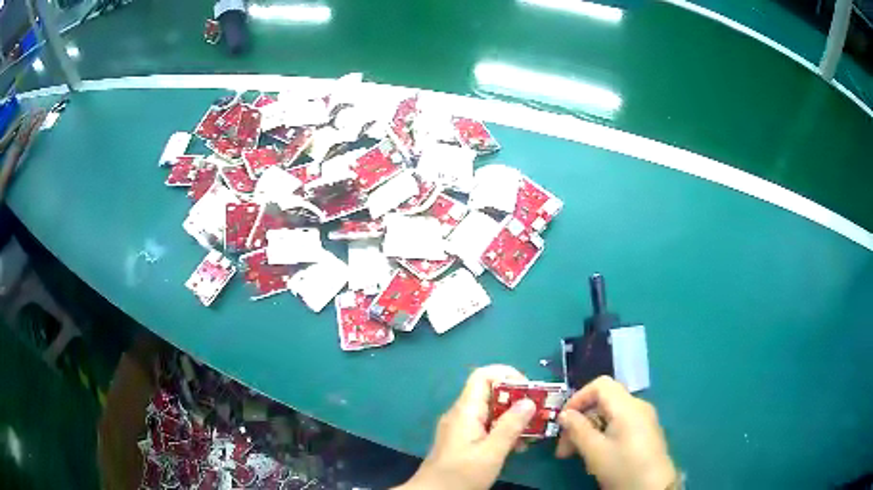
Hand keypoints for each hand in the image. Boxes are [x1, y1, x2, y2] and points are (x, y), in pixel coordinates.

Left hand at [396, 365, 535, 489]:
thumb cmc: (461, 475)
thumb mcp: (491, 453)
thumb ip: (510, 426)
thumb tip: (529, 401)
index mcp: (465, 410)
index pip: (483, 376)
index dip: (508, 375)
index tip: (530, 392)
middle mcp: (462, 414)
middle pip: (491, 393)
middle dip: (517, 400)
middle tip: (538, 415)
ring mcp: (461, 427)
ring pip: (492, 411)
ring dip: (513, 419)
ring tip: (532, 435)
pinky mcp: (464, 440)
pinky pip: (487, 426)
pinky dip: (504, 431)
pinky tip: (517, 447)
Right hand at [556, 376, 676, 489]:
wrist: (654, 488)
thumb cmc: (623, 467)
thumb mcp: (595, 451)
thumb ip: (578, 429)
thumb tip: (565, 414)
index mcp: (627, 406)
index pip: (601, 385)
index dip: (578, 398)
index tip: (563, 420)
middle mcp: (638, 407)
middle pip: (603, 403)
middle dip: (580, 422)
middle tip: (563, 448)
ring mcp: (644, 420)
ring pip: (609, 416)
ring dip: (589, 431)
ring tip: (574, 455)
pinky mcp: (645, 432)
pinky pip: (619, 425)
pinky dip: (602, 435)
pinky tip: (595, 455)